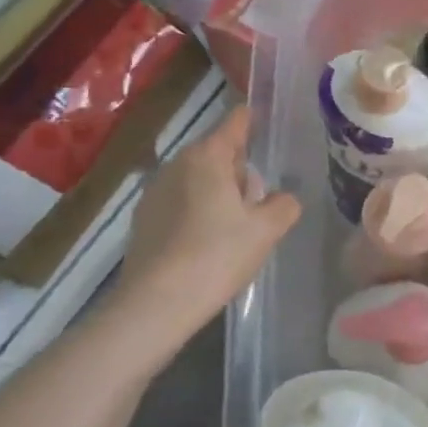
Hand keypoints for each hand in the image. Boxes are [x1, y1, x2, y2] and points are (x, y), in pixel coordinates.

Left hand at [110, 108, 300, 359]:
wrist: (155, 305)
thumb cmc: (216, 256)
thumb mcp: (266, 230)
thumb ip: (284, 205)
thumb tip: (283, 198)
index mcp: (207, 156)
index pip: (236, 122)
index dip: (255, 121)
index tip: (270, 126)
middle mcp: (177, 164)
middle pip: (218, 154)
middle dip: (240, 171)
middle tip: (259, 204)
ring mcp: (155, 192)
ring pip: (198, 180)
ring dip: (218, 194)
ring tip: (235, 231)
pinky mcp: (143, 220)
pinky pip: (180, 204)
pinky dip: (197, 214)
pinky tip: (207, 247)